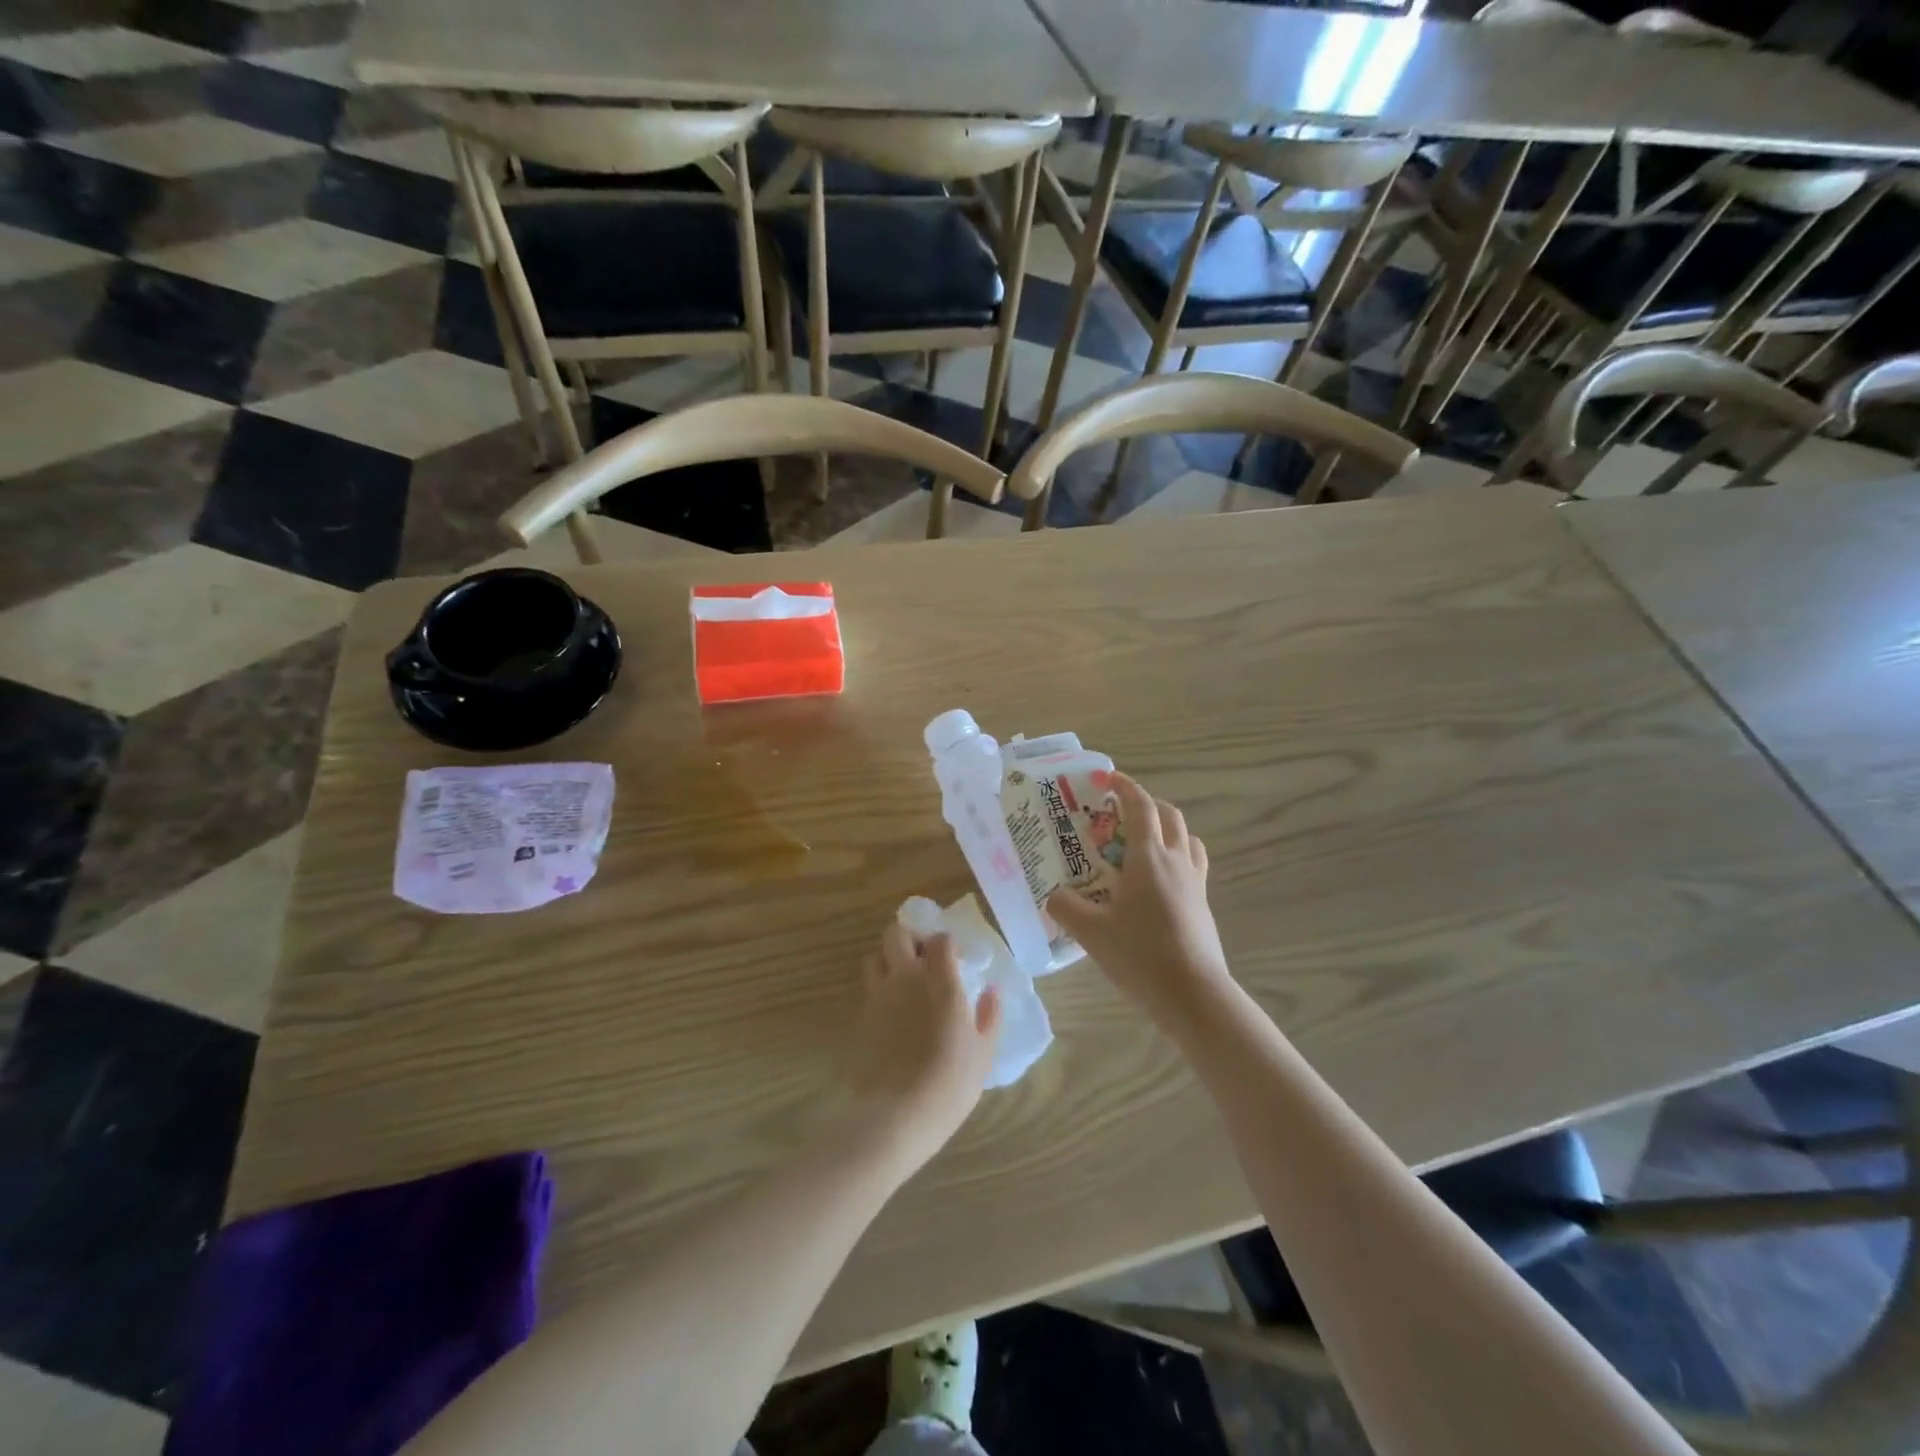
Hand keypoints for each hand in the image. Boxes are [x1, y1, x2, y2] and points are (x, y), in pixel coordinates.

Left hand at [839, 924, 1001, 1174]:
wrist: (897, 1114)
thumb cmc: (950, 1082)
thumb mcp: (983, 1052)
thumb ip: (990, 1016)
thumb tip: (992, 991)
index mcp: (940, 981)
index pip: (940, 939)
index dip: (947, 944)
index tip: (956, 960)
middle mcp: (906, 978)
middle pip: (897, 934)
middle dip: (910, 938)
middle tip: (924, 959)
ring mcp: (879, 996)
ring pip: (874, 956)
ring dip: (888, 959)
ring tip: (903, 980)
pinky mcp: (862, 1017)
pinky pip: (868, 988)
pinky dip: (879, 989)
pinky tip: (893, 1012)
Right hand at [1047, 774, 1230, 1025]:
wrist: (1194, 995)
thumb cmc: (1140, 955)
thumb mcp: (1091, 932)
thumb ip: (1065, 908)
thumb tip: (1052, 896)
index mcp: (1148, 857)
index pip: (1140, 807)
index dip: (1125, 787)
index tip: (1109, 778)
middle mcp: (1176, 861)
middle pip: (1169, 816)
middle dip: (1147, 804)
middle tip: (1121, 812)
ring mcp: (1195, 883)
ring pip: (1187, 839)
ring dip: (1167, 830)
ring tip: (1143, 844)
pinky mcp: (1203, 905)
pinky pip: (1193, 866)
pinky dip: (1176, 858)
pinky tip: (1157, 884)